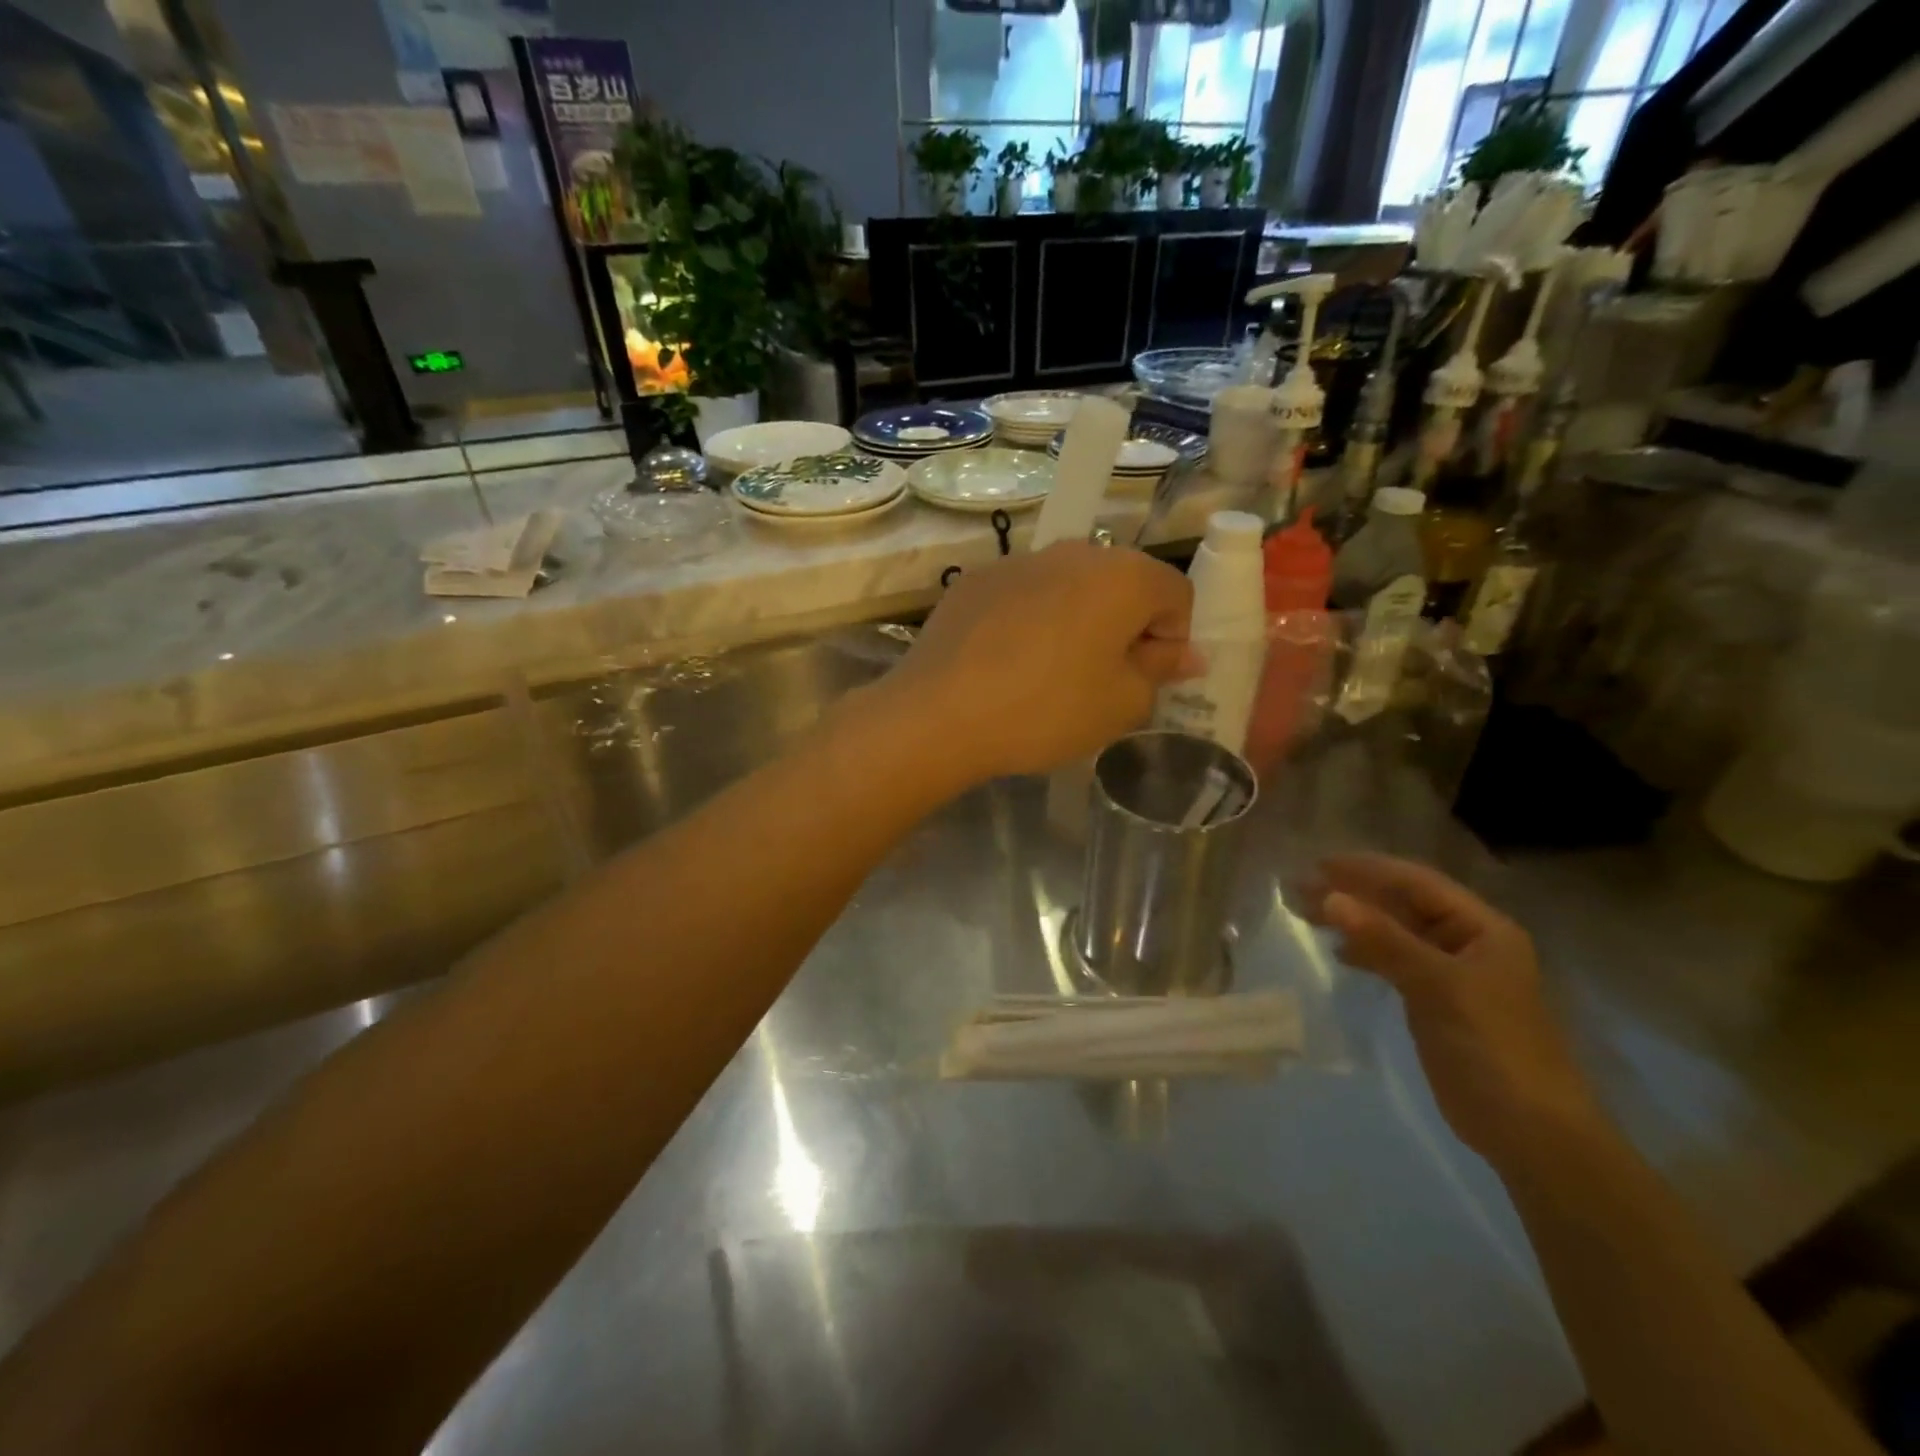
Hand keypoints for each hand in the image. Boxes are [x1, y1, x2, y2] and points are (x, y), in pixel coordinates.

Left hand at [885, 542, 1193, 782]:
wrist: (938, 713)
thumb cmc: (1046, 709)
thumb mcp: (1121, 704)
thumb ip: (1160, 671)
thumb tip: (1184, 653)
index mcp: (1123, 575)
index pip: (1177, 593)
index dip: (1173, 639)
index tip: (1146, 678)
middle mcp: (1073, 551)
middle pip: (1121, 583)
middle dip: (1125, 626)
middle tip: (1103, 679)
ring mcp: (1018, 560)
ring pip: (1069, 587)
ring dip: (1076, 621)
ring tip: (1050, 673)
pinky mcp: (975, 580)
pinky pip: (1024, 595)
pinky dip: (1030, 621)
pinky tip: (1006, 663)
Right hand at [1305, 854, 1602, 1167]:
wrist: (1530, 1131)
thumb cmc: (1492, 1046)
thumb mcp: (1437, 986)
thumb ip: (1383, 939)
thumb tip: (1329, 898)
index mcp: (1482, 928)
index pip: (1416, 882)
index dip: (1367, 869)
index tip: (1317, 864)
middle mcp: (1468, 941)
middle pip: (1402, 904)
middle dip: (1353, 893)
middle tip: (1300, 889)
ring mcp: (1452, 973)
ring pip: (1394, 931)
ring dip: (1354, 920)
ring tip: (1307, 914)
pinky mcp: (1437, 1001)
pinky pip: (1395, 960)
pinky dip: (1366, 952)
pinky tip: (1341, 953)